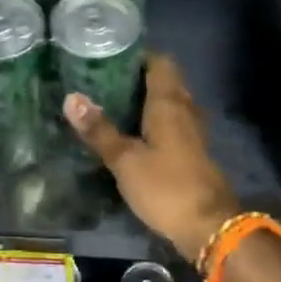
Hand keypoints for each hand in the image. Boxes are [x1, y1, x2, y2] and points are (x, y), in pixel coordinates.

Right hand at [64, 53, 240, 264]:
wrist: (208, 226)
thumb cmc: (166, 186)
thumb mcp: (125, 160)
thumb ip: (99, 130)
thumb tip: (71, 98)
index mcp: (170, 103)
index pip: (160, 62)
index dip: (138, 55)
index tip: (109, 55)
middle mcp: (185, 111)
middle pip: (165, 82)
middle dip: (137, 78)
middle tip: (102, 81)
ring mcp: (192, 133)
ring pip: (169, 105)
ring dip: (145, 102)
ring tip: (111, 105)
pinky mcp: (192, 154)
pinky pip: (171, 126)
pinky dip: (153, 124)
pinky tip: (132, 135)